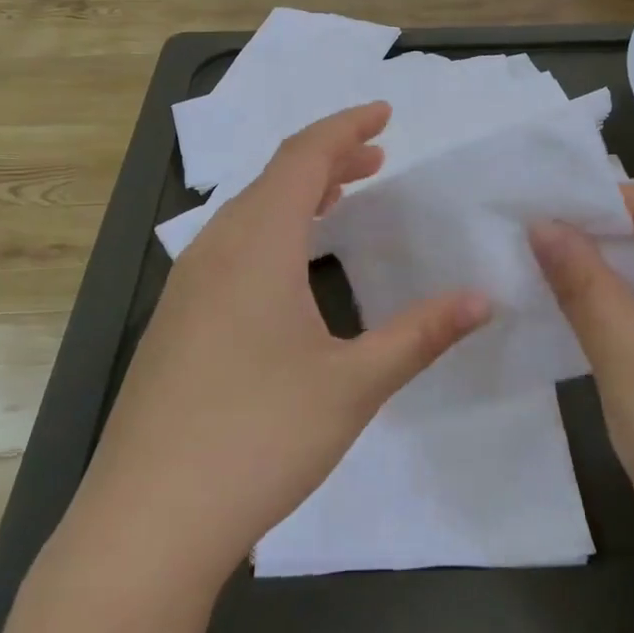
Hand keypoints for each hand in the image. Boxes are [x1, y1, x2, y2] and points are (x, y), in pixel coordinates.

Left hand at [67, 102, 491, 591]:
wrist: (149, 519)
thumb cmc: (260, 437)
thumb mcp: (354, 384)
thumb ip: (421, 334)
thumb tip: (484, 299)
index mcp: (257, 244)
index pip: (304, 157)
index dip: (346, 127)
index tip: (385, 113)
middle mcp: (215, 250)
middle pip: (274, 178)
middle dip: (329, 159)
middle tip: (377, 157)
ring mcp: (186, 287)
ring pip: (247, 214)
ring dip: (298, 195)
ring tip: (342, 199)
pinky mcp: (175, 323)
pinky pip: (229, 249)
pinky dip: (271, 232)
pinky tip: (290, 269)